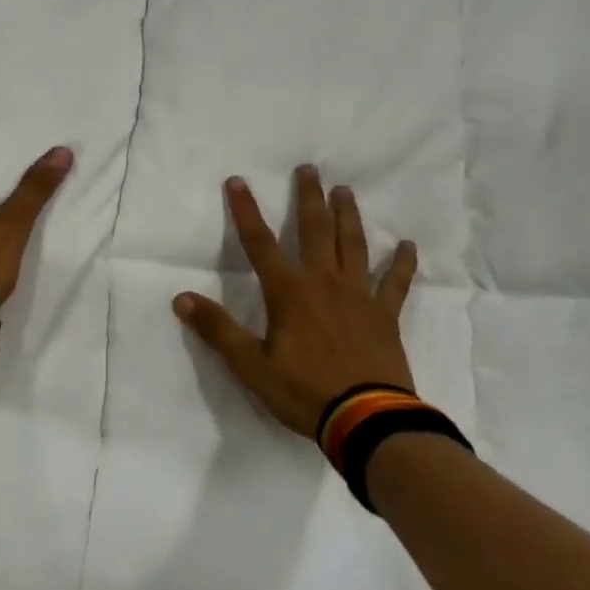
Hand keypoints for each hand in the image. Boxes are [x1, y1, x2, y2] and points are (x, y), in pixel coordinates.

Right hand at [174, 166, 419, 438]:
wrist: (367, 421)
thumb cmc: (304, 392)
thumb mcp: (251, 366)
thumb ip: (217, 330)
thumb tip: (181, 298)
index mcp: (289, 293)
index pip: (259, 243)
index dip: (246, 211)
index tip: (237, 181)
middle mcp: (324, 283)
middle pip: (314, 230)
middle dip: (308, 198)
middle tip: (309, 169)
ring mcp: (359, 296)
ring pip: (353, 245)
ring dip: (348, 216)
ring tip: (345, 191)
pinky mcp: (385, 315)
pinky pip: (396, 283)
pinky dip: (403, 263)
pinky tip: (408, 245)